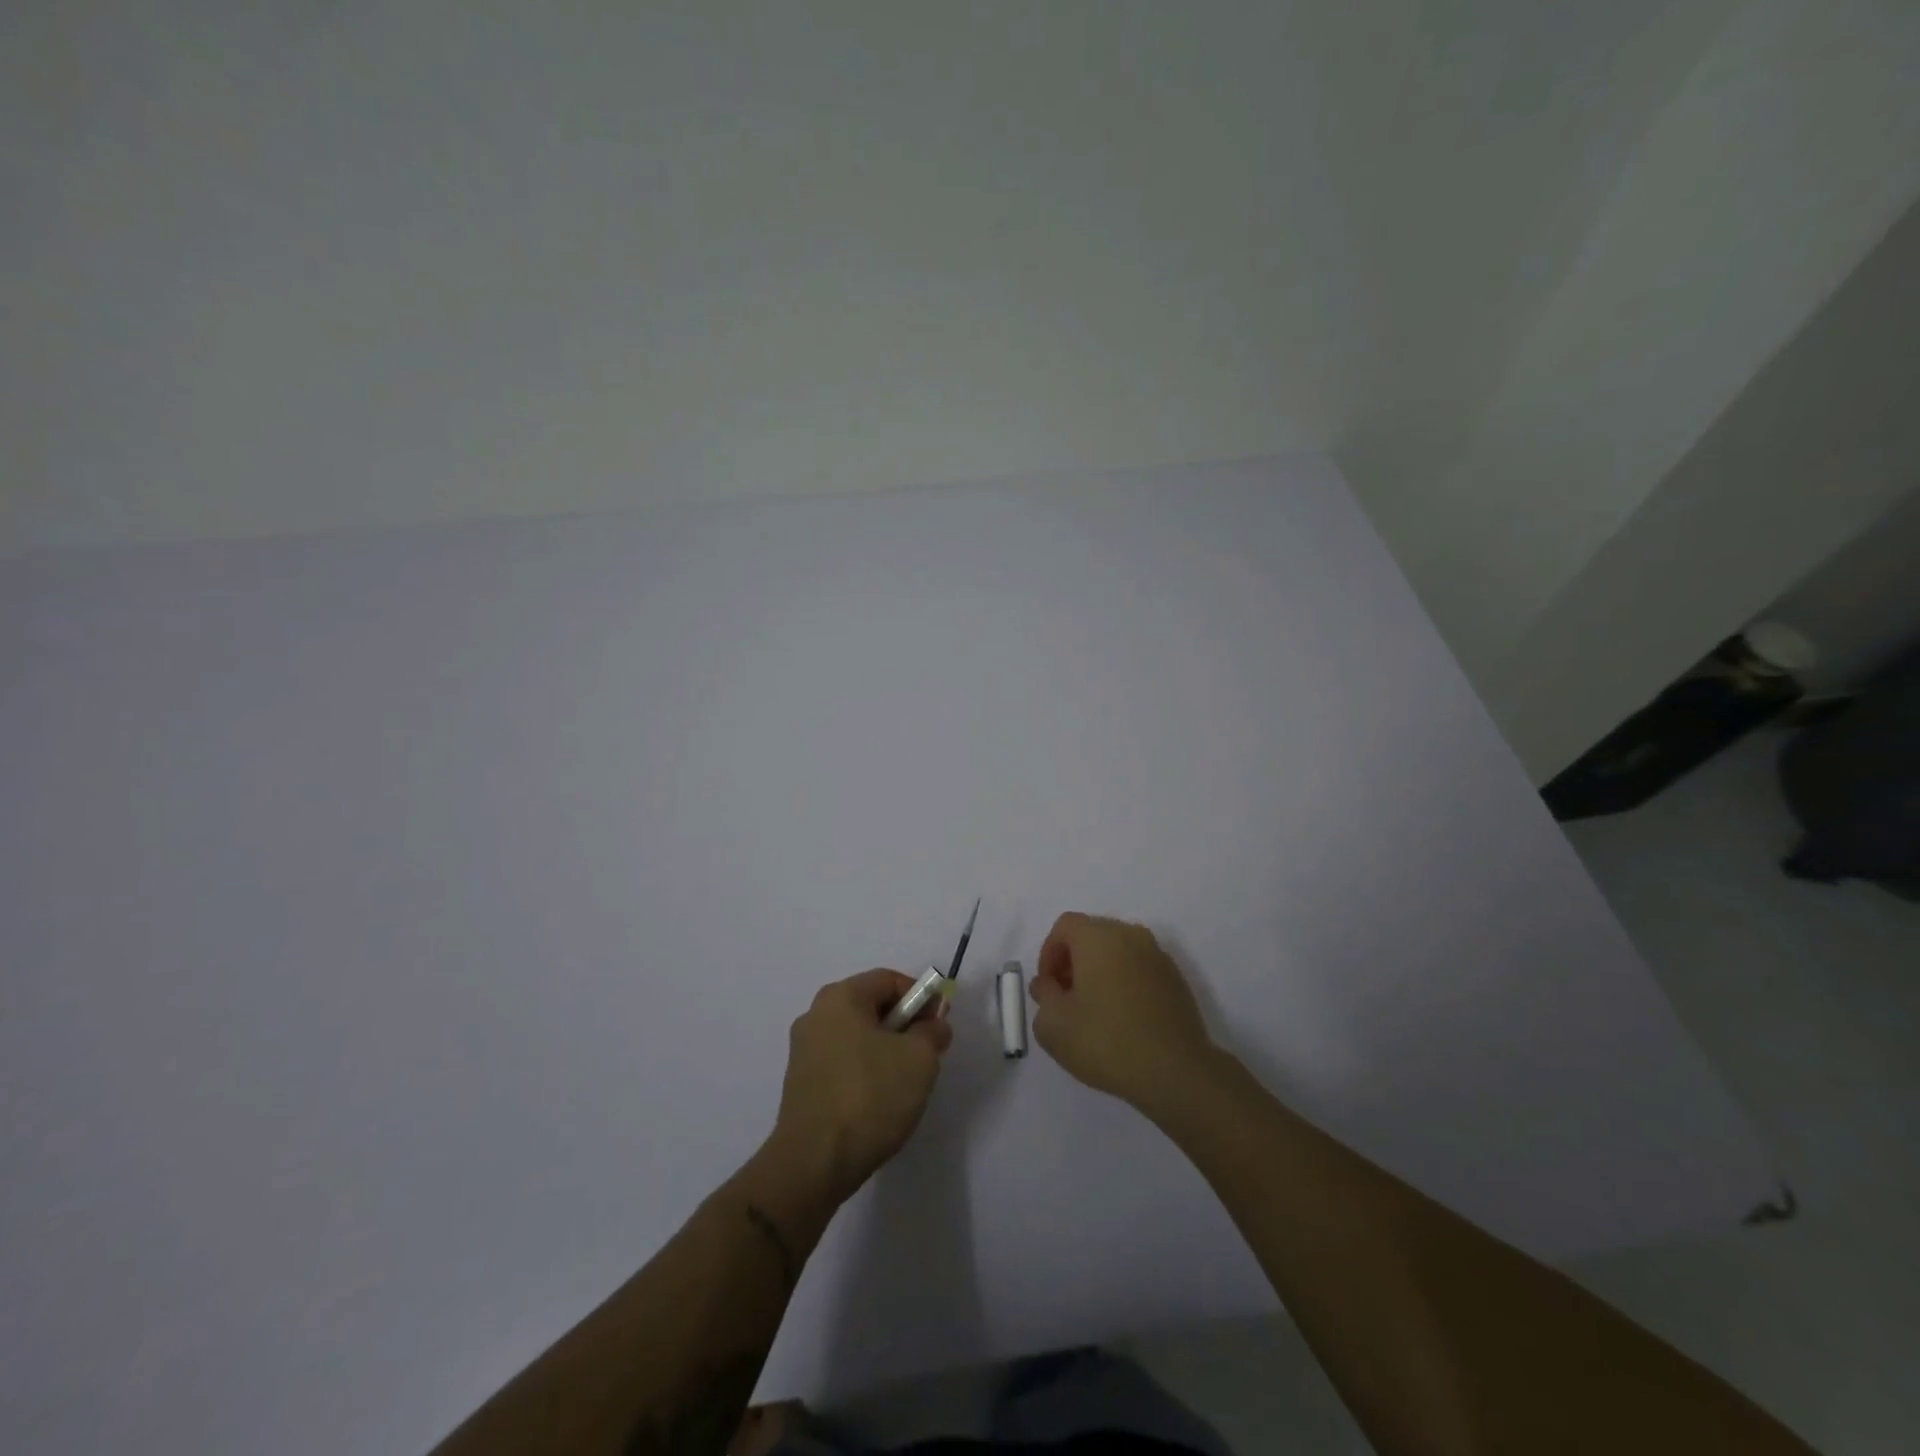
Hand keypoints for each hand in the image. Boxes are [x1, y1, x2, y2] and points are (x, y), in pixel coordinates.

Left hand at [768, 970, 952, 1205]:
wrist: (814, 1163)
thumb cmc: (870, 1096)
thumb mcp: (919, 1058)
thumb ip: (932, 1031)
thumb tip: (933, 1025)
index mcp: (840, 997)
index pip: (889, 980)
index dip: (921, 997)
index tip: (940, 1025)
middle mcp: (815, 1015)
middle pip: (871, 1007)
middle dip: (904, 1026)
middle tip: (927, 1054)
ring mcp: (803, 1051)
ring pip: (857, 1038)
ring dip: (885, 1052)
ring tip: (905, 1084)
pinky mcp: (800, 1085)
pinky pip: (842, 1064)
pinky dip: (864, 1073)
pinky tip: (878, 1103)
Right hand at [1031, 912, 1218, 1110]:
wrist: (1177, 1072)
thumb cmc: (1107, 1042)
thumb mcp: (1054, 1026)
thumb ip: (1043, 996)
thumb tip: (1049, 985)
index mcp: (1099, 937)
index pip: (1065, 926)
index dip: (1048, 953)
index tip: (1048, 988)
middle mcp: (1131, 935)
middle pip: (1092, 935)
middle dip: (1073, 961)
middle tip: (1066, 998)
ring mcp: (1158, 956)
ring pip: (1118, 951)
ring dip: (1100, 972)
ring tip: (1094, 1011)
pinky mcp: (1176, 979)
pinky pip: (1139, 969)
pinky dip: (1125, 983)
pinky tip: (1123, 1019)